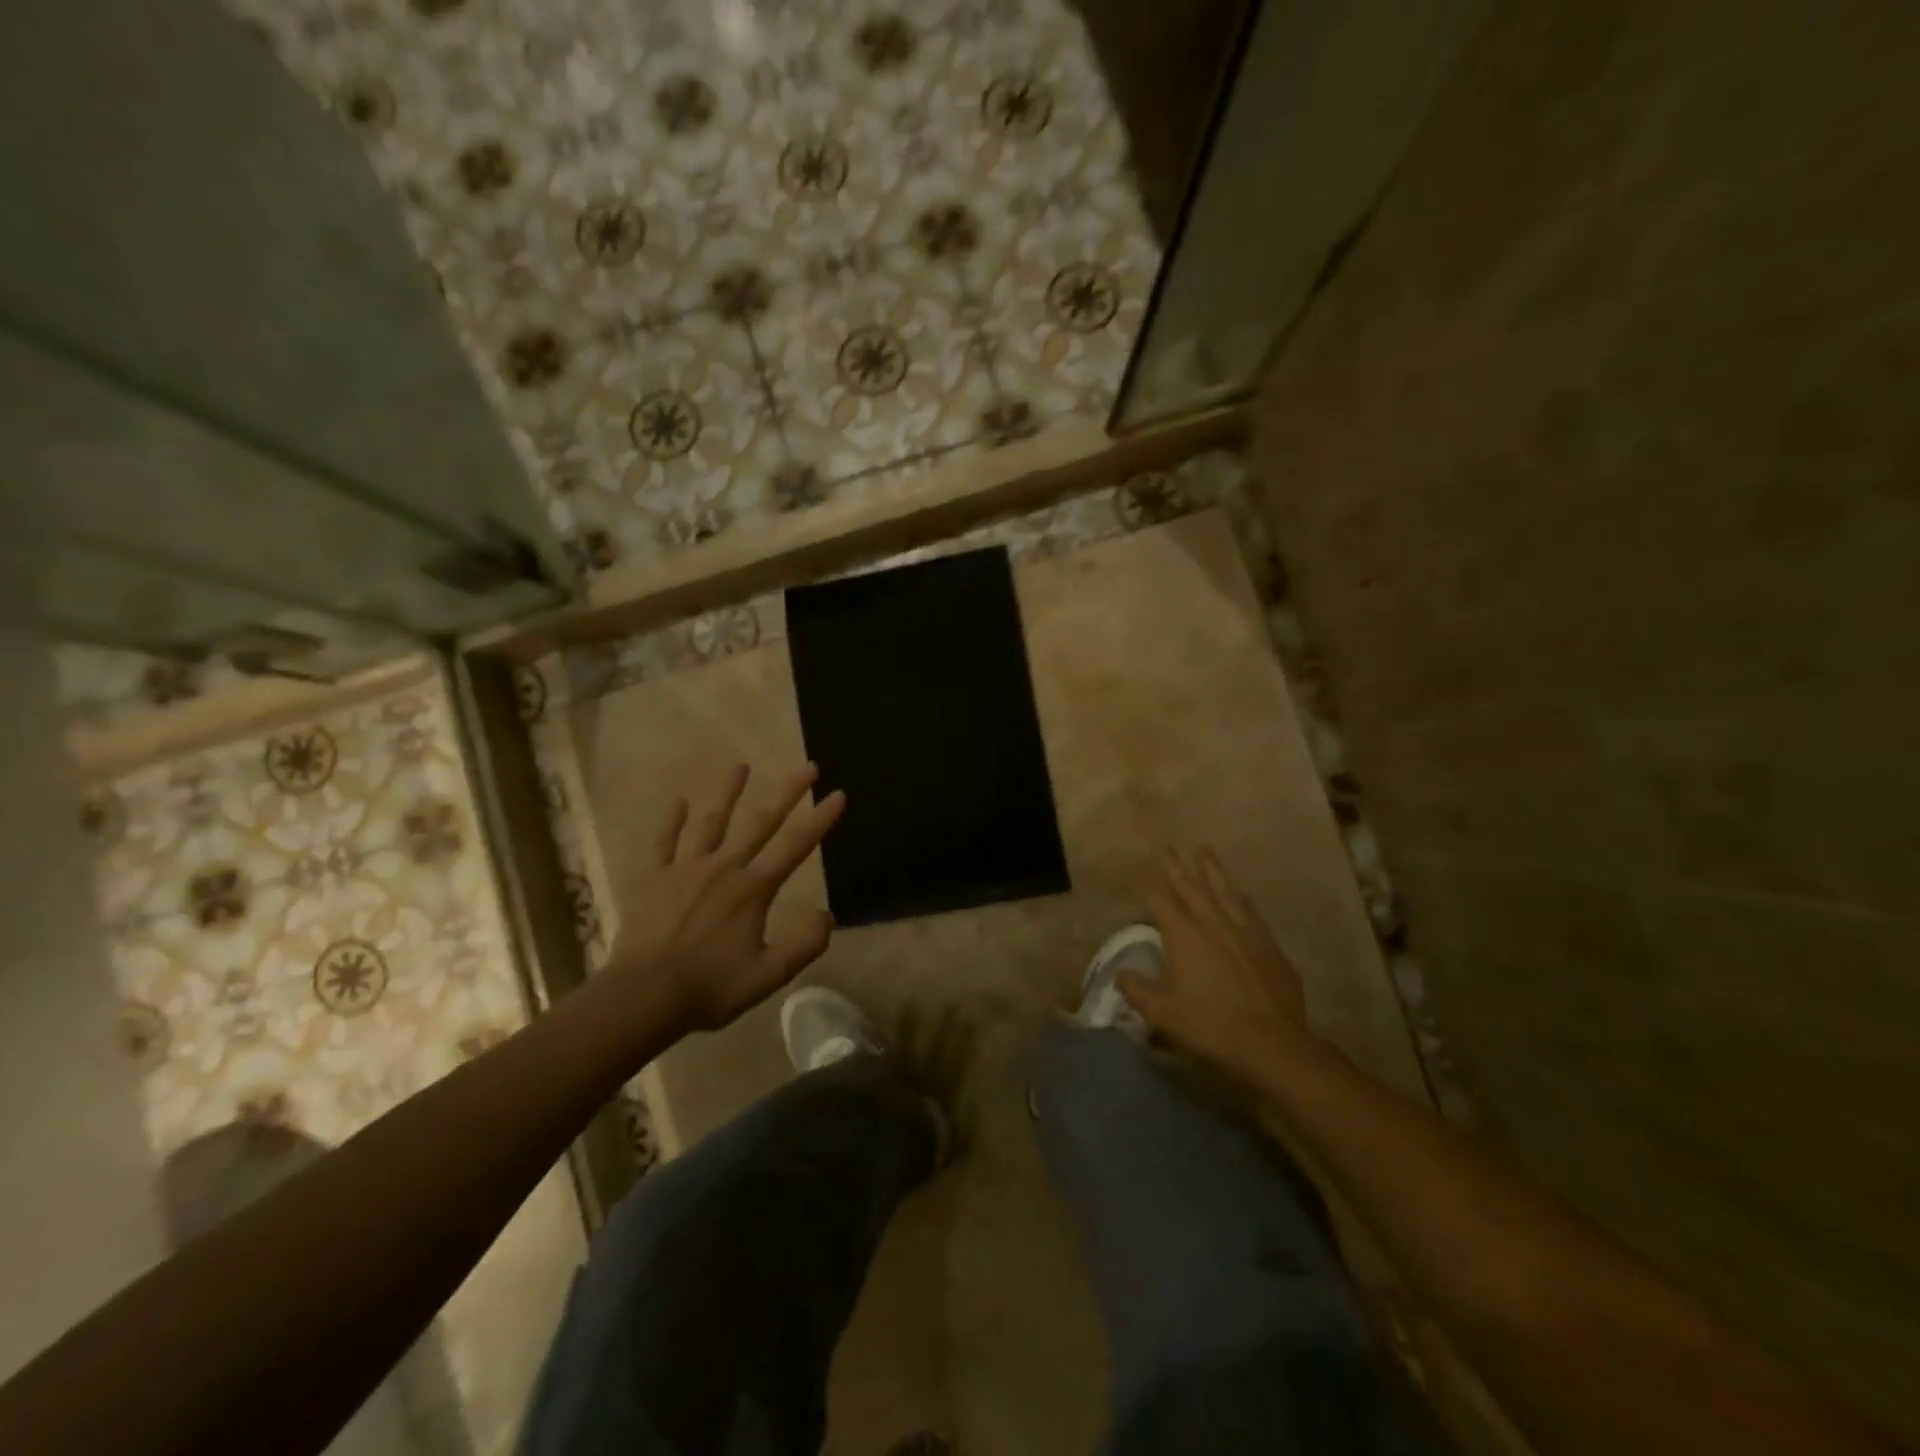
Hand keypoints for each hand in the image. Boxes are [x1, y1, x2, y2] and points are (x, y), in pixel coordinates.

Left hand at [607, 762, 845, 1034]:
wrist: (643, 996)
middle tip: (807, 767)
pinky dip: (672, 821)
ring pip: (713, 823)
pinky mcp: (656, 879)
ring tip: (741, 765)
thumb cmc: (709, 987)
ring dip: (729, 793)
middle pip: (761, 822)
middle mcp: (725, 868)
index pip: (795, 846)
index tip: (837, 793)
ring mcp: (687, 869)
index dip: (820, 819)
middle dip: (787, 793)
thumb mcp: (768, 976)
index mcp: (753, 889)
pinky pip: (665, 843)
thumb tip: (827, 914)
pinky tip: (679, 802)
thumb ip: (804, 945)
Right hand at [1120, 847, 1311, 1071]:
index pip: (1160, 900)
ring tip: (1202, 849)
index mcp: (1183, 935)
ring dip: (1211, 869)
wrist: (1271, 1042)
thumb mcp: (1163, 1013)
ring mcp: (1244, 930)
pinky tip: (1239, 893)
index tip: (1139, 871)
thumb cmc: (1210, 1025)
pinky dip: (1239, 897)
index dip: (1148, 884)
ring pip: (1224, 890)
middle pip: (1190, 886)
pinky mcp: (1268, 944)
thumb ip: (1138, 991)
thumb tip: (1121, 975)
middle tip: (1166, 846)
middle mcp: (1212, 923)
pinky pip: (1250, 910)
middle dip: (1176, 866)